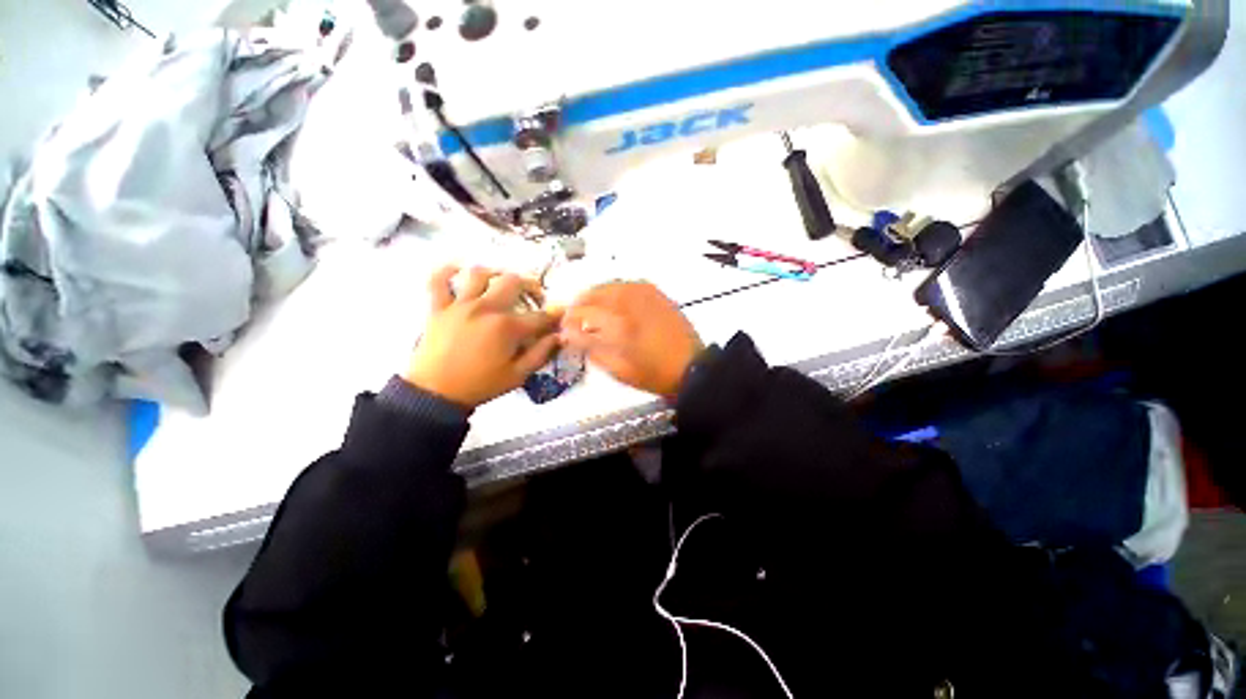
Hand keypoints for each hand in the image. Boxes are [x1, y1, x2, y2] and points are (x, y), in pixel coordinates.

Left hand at [405, 266, 561, 407]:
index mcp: (507, 327)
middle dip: (530, 286)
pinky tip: (458, 272)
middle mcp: (486, 308)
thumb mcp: (517, 375)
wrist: (436, 394)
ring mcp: (460, 305)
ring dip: (495, 274)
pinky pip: (438, 280)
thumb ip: (541, 354)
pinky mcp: (438, 308)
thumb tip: (559, 337)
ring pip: (479, 274)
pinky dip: (447, 271)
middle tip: (534, 297)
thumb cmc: (481, 385)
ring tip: (501, 283)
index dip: (554, 315)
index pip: (540, 315)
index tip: (560, 314)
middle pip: (513, 282)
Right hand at [561, 282, 702, 399]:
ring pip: (610, 285)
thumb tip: (570, 334)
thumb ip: (591, 349)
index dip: (569, 319)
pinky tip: (613, 304)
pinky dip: (614, 291)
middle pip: (594, 293)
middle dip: (579, 304)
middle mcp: (630, 302)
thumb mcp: (618, 370)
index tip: (564, 328)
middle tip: (574, 317)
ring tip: (591, 311)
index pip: (583, 312)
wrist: (691, 366)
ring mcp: (644, 294)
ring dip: (595, 296)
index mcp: (619, 324)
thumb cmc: (653, 374)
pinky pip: (628, 284)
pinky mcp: (656, 293)